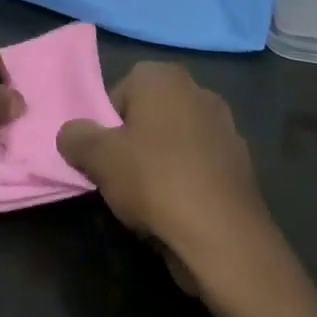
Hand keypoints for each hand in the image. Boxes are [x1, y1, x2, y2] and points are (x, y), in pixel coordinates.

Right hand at [56, 64, 277, 298]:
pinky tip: (179, 211)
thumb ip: (75, 136)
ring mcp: (227, 128)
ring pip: (175, 142)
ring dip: (162, 163)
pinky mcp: (244, 166)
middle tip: (122, 176)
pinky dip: (188, 183)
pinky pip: (200, 167)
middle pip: (149, 116)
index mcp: (163, 77)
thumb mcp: (95, 157)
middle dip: (135, 141)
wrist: (224, 239)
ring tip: (150, 200)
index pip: (119, 93)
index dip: (106, 126)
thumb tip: (72, 135)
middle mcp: (198, 91)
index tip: (104, 156)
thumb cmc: (153, 180)